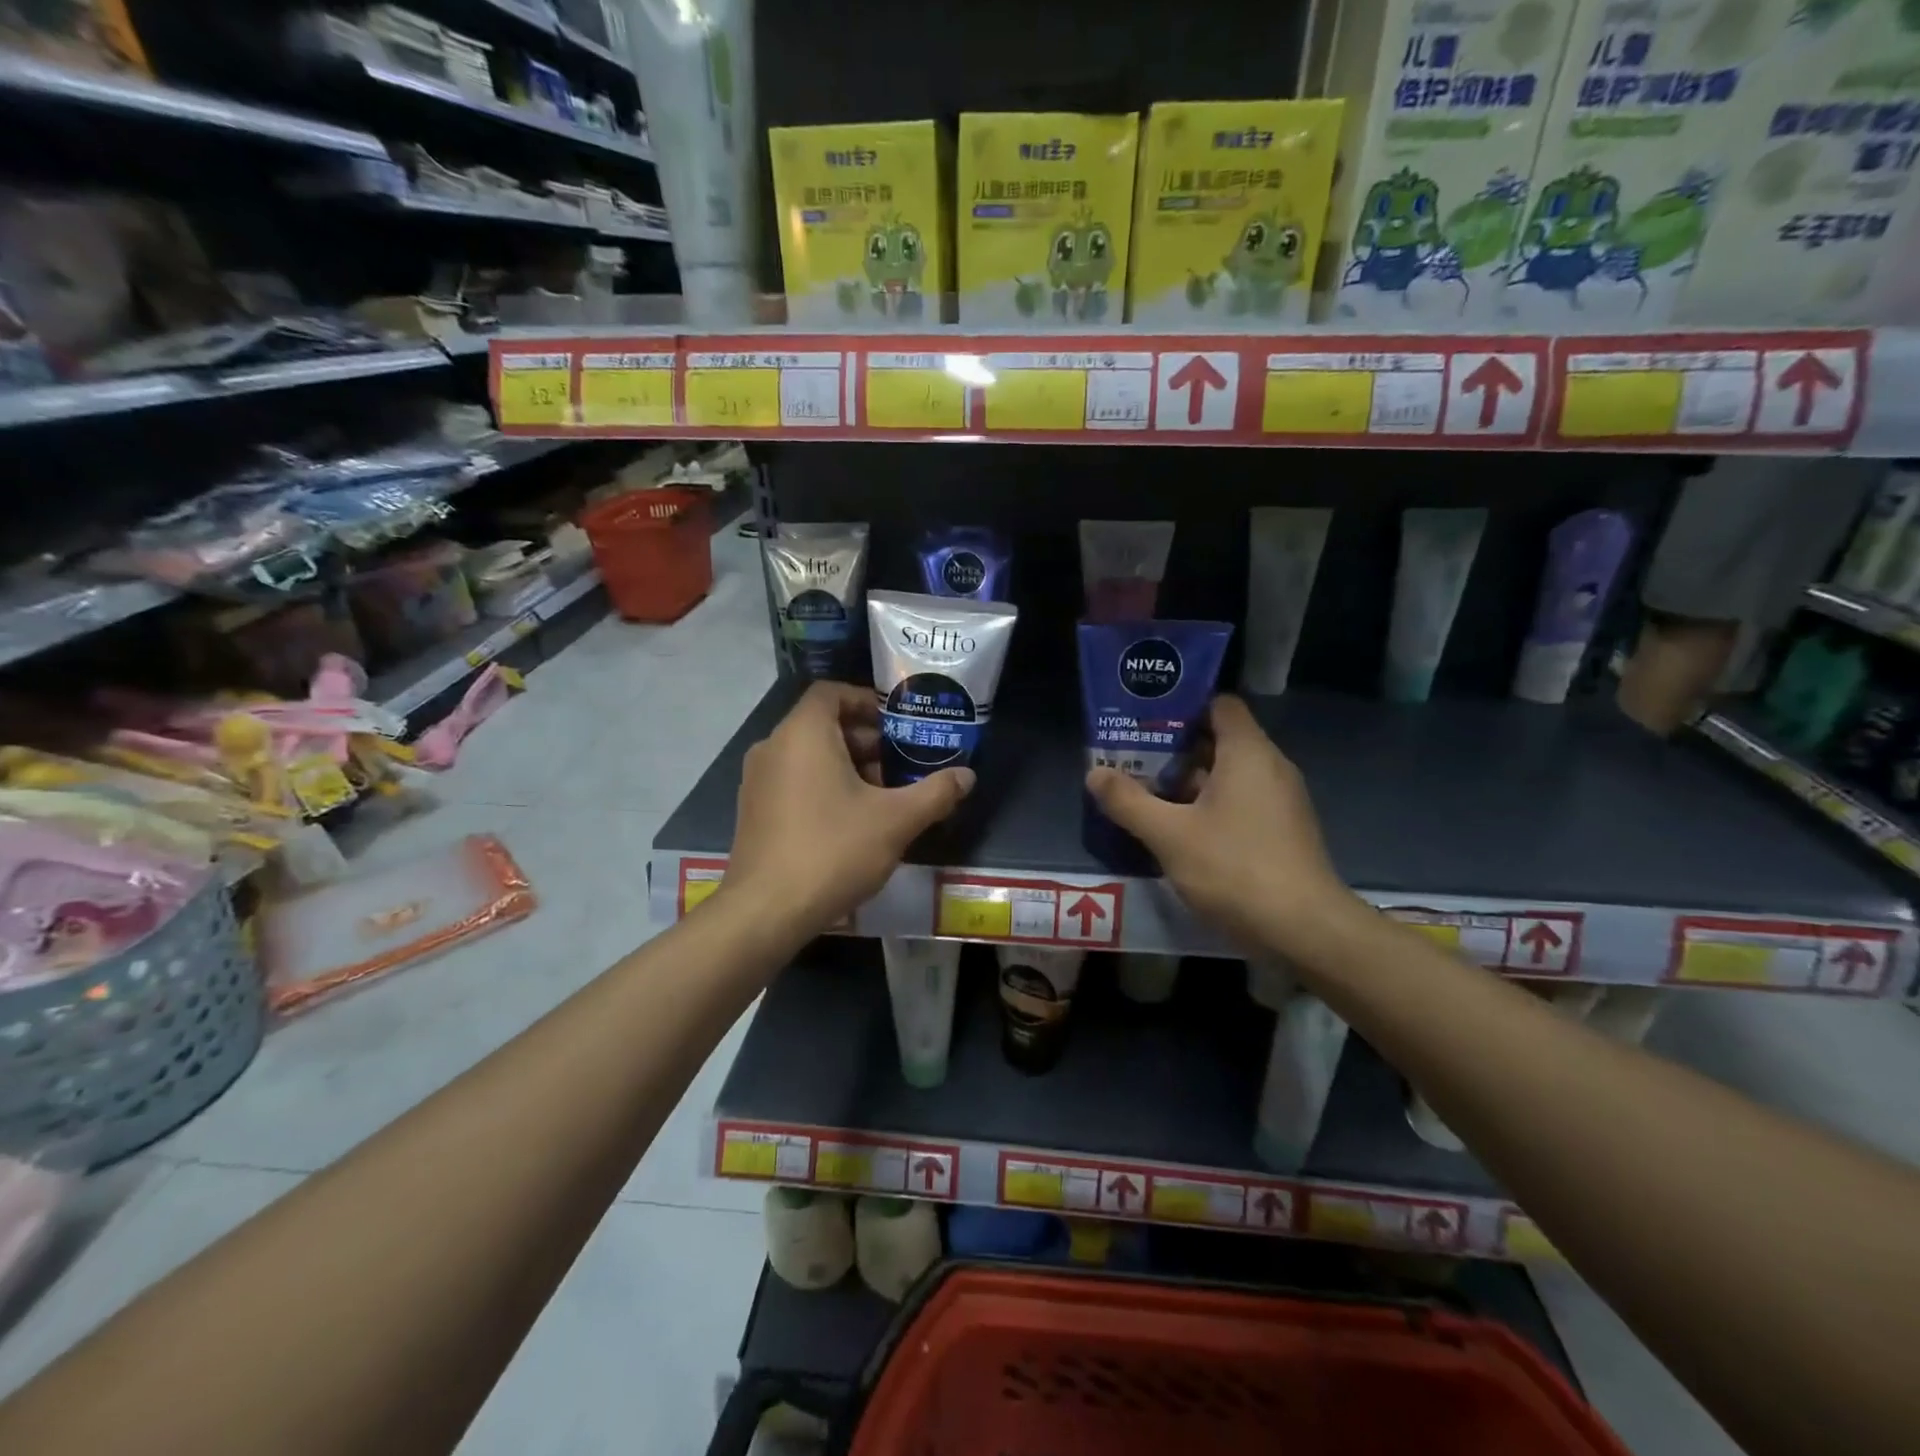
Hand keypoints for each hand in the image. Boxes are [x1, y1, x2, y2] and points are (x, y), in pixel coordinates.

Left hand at [726, 682, 973, 933]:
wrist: (765, 912)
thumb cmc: (833, 851)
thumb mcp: (896, 821)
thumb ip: (935, 792)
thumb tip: (967, 776)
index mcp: (803, 734)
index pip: (832, 692)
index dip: (867, 701)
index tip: (898, 724)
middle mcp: (773, 747)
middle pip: (823, 725)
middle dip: (866, 740)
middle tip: (901, 764)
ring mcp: (758, 781)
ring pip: (809, 756)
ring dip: (847, 766)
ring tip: (884, 796)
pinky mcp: (753, 811)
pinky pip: (793, 781)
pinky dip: (823, 786)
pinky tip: (851, 822)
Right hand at [1084, 694, 1357, 955]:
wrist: (1304, 930)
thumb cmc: (1234, 868)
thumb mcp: (1169, 835)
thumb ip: (1128, 801)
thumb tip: (1094, 774)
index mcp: (1248, 753)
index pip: (1219, 705)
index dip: (1182, 707)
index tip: (1145, 721)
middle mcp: (1271, 767)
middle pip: (1220, 740)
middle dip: (1174, 749)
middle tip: (1133, 758)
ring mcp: (1281, 800)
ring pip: (1229, 774)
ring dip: (1189, 781)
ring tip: (1146, 793)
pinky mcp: (1283, 830)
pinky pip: (1242, 801)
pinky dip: (1210, 805)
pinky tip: (1179, 829)